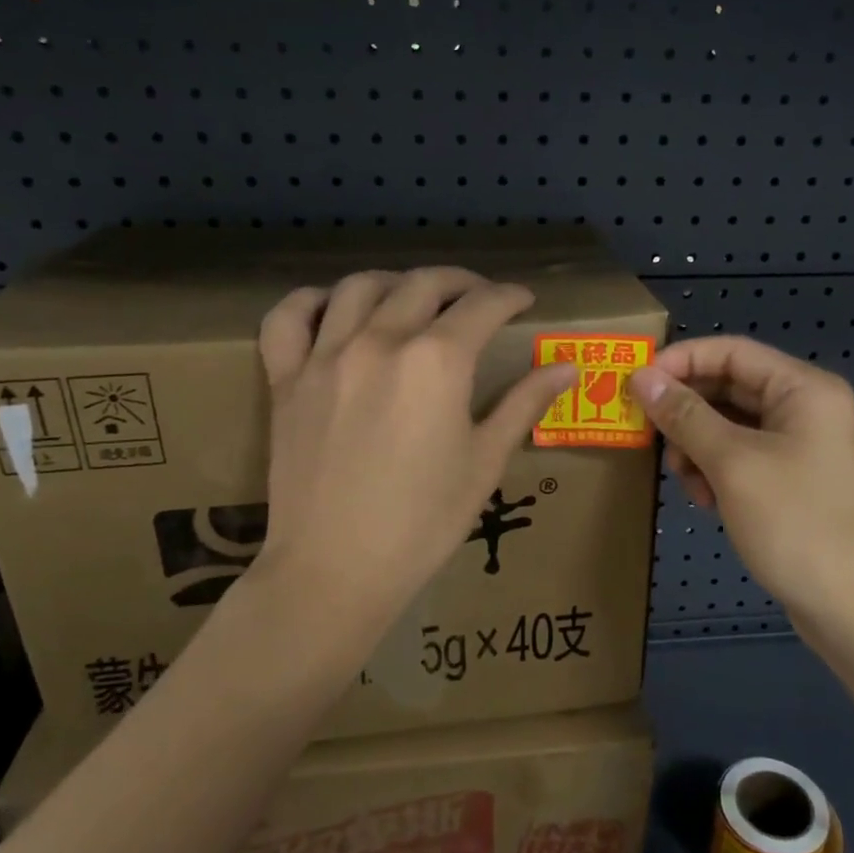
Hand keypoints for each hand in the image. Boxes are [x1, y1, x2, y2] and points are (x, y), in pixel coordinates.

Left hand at [254, 268, 576, 638]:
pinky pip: (288, 318)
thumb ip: (524, 404)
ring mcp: (325, 356)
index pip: (482, 307)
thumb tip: (567, 367)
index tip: (522, 300)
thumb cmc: (423, 522)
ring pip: (359, 287)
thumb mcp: (484, 462)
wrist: (335, 570)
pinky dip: (310, 301)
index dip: (509, 297)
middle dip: (460, 282)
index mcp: (436, 362)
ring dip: (395, 282)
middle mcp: (380, 342)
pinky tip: (332, 309)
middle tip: (478, 296)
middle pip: (423, 285)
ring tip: (412, 297)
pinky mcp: (286, 379)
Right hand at [630, 337, 853, 634]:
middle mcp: (805, 408)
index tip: (636, 383)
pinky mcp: (792, 479)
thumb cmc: (795, 523)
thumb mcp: (731, 463)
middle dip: (686, 411)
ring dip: (697, 446)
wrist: (852, 609)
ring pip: (730, 425)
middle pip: (729, 388)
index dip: (681, 361)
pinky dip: (716, 470)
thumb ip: (685, 415)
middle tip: (649, 434)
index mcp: (803, 389)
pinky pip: (741, 456)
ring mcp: (801, 445)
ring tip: (683, 479)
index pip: (731, 351)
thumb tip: (641, 377)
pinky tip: (706, 500)